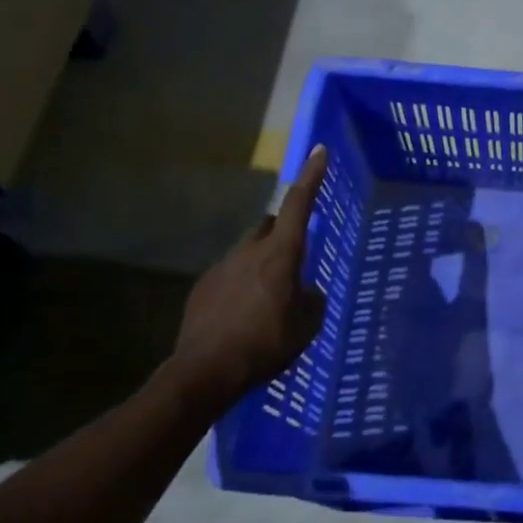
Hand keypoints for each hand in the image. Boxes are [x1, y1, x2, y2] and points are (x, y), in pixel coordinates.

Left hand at [169, 144, 329, 405]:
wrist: (205, 371)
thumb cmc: (266, 345)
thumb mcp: (306, 326)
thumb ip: (312, 301)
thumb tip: (307, 292)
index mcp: (281, 255)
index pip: (300, 205)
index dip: (312, 176)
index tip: (319, 150)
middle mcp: (249, 251)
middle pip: (271, 225)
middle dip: (285, 231)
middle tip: (296, 255)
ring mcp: (221, 267)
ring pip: (249, 251)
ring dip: (263, 263)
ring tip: (269, 297)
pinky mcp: (202, 287)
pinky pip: (230, 274)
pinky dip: (242, 284)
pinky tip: (244, 314)